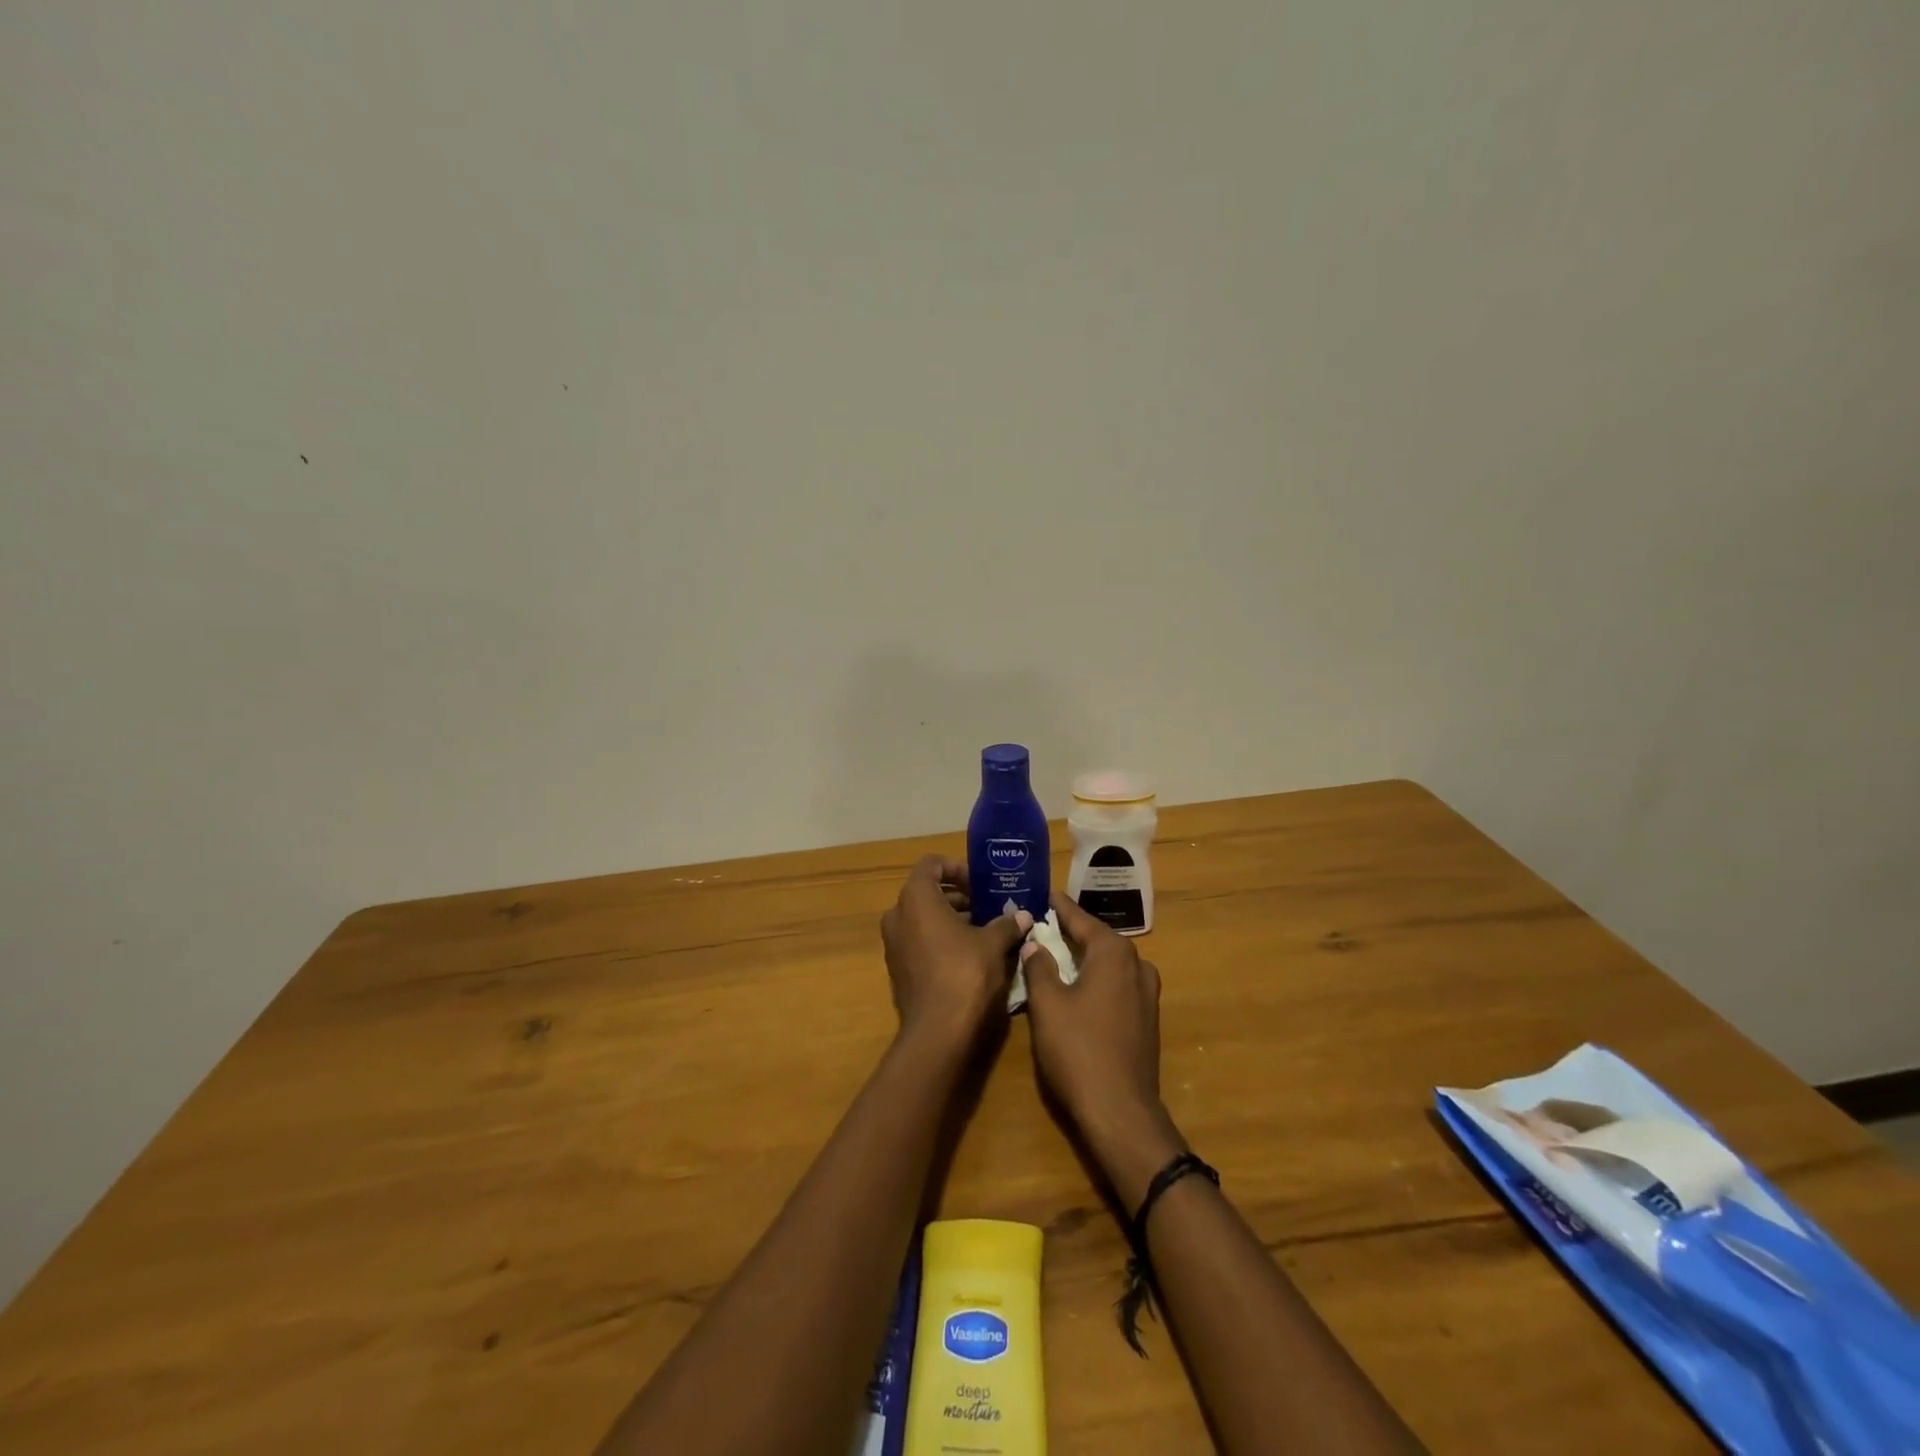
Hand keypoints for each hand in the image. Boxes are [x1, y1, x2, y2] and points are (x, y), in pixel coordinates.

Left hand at [881, 856, 1029, 1045]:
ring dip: (951, 919)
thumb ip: (1007, 924)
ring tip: (984, 930)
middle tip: (988, 907)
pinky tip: (970, 954)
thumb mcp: (993, 944)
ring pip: (923, 919)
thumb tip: (1024, 915)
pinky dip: (941, 940)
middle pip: (927, 892)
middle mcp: (898, 916)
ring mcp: (894, 945)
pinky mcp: (899, 970)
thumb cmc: (965, 974)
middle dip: (958, 896)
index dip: (957, 868)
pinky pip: (919, 942)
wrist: (938, 1033)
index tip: (981, 884)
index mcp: (916, 899)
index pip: (931, 865)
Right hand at [1024, 893, 1183, 1196]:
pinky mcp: (1146, 1019)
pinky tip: (1077, 985)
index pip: (1081, 919)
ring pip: (1109, 963)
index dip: (1059, 907)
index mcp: (1113, 953)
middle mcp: (1137, 965)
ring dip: (1085, 955)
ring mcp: (1146, 994)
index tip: (1043, 893)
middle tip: (1043, 921)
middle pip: (1098, 939)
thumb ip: (1039, 967)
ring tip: (1057, 950)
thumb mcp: (1047, 1004)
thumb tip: (1034, 943)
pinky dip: (1096, 977)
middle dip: (1072, 930)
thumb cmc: (1078, 1049)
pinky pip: (1116, 984)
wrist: (1120, 1111)